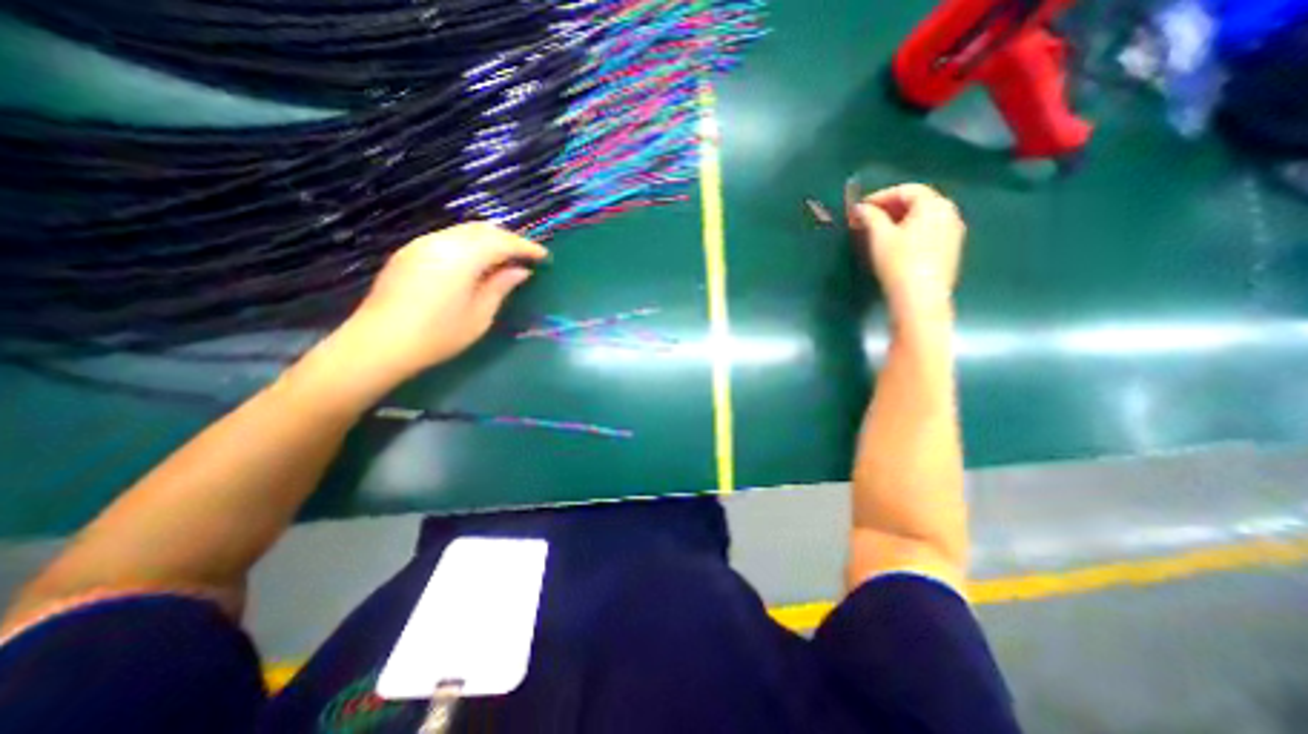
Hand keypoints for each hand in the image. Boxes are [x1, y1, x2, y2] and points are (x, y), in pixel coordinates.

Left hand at [334, 222, 550, 382]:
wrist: (379, 343)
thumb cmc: (438, 335)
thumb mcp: (480, 315)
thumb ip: (501, 287)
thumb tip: (520, 271)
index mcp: (461, 257)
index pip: (502, 242)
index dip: (526, 247)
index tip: (544, 256)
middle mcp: (440, 242)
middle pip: (482, 229)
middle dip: (509, 239)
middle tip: (527, 255)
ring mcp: (421, 244)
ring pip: (464, 231)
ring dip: (489, 240)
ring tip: (506, 258)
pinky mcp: (410, 253)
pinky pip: (449, 238)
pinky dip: (470, 244)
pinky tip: (477, 262)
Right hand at [854, 183, 962, 327]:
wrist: (920, 296)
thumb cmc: (899, 262)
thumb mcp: (879, 236)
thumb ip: (870, 217)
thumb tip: (860, 208)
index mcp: (934, 204)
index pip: (906, 190)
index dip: (881, 196)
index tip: (861, 208)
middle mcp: (949, 213)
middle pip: (918, 202)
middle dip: (891, 208)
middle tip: (868, 218)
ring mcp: (954, 232)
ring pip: (924, 218)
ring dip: (901, 220)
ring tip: (880, 231)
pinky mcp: (951, 250)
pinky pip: (930, 232)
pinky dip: (912, 232)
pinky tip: (897, 245)